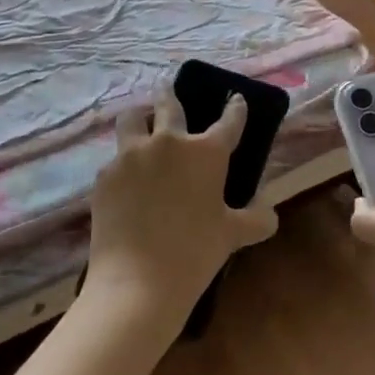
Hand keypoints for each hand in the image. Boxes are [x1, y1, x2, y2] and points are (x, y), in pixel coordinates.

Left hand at [84, 89, 277, 341]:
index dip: (235, 108)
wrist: (137, 283)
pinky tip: (127, 181)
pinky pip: (115, 159)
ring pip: (131, 119)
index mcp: (206, 152)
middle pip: (169, 104)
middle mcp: (168, 142)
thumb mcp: (233, 235)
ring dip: (139, 118)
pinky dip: (123, 163)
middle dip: (171, 95)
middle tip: (169, 92)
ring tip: (140, 125)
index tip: (235, 100)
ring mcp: (131, 156)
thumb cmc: (195, 253)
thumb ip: (256, 219)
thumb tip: (269, 214)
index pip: (229, 120)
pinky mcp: (104, 176)